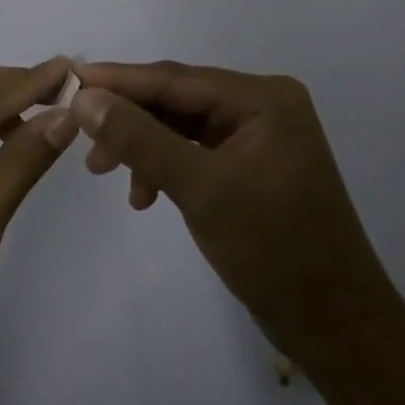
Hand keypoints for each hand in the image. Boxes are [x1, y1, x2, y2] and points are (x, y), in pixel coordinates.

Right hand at [72, 61, 389, 363]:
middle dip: (128, 118)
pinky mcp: (251, 167)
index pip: (176, 78)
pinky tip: (144, 195)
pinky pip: (195, 152)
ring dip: (143, 147)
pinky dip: (165, 167)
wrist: (334, 326)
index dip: (119, 79)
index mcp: (263, 98)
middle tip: (82, 139)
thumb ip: (140, 139)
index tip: (69, 79)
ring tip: (104, 173)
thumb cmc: (273, 249)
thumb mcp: (199, 188)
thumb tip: (85, 99)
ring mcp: (259, 137)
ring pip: (181, 126)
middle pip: (177, 99)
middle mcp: (263, 106)